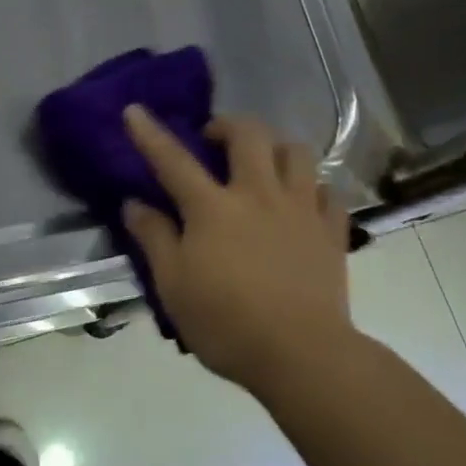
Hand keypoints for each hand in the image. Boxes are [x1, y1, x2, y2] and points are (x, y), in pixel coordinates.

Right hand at [122, 106, 356, 391]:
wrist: (301, 355)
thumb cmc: (226, 323)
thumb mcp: (173, 286)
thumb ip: (154, 238)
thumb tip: (134, 203)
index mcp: (213, 208)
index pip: (173, 160)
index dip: (150, 133)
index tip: (135, 110)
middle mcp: (258, 195)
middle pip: (248, 135)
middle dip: (227, 125)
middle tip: (214, 140)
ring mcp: (300, 209)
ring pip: (296, 151)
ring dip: (275, 147)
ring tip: (262, 164)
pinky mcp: (331, 230)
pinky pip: (327, 191)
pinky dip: (312, 187)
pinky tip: (301, 201)